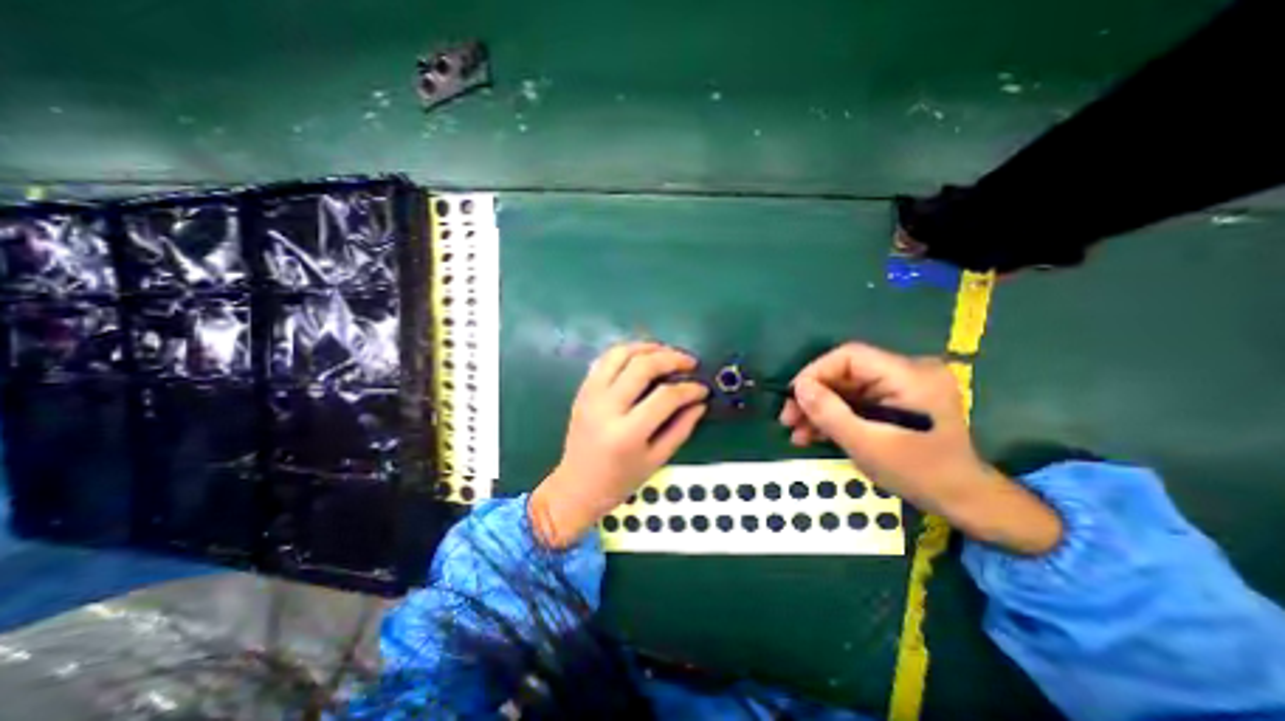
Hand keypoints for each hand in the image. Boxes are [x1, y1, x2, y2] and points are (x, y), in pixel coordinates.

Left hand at [534, 345, 713, 545]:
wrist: (576, 486)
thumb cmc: (619, 480)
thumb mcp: (656, 460)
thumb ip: (681, 428)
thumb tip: (700, 402)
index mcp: (627, 433)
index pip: (665, 397)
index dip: (689, 389)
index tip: (702, 388)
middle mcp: (606, 407)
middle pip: (642, 366)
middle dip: (671, 358)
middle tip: (689, 363)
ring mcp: (591, 395)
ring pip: (620, 353)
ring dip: (647, 347)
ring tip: (667, 352)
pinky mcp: (583, 390)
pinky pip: (605, 359)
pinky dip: (626, 352)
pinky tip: (642, 357)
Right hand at [778, 340, 1058, 551]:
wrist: (962, 499)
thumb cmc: (920, 474)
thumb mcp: (867, 445)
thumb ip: (830, 413)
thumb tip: (798, 387)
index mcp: (910, 376)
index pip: (850, 356)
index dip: (816, 372)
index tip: (793, 397)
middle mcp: (907, 371)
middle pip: (845, 372)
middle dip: (813, 396)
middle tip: (788, 419)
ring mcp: (902, 386)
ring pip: (846, 388)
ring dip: (819, 408)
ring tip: (796, 432)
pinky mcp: (895, 399)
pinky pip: (856, 400)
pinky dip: (835, 415)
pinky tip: (813, 433)